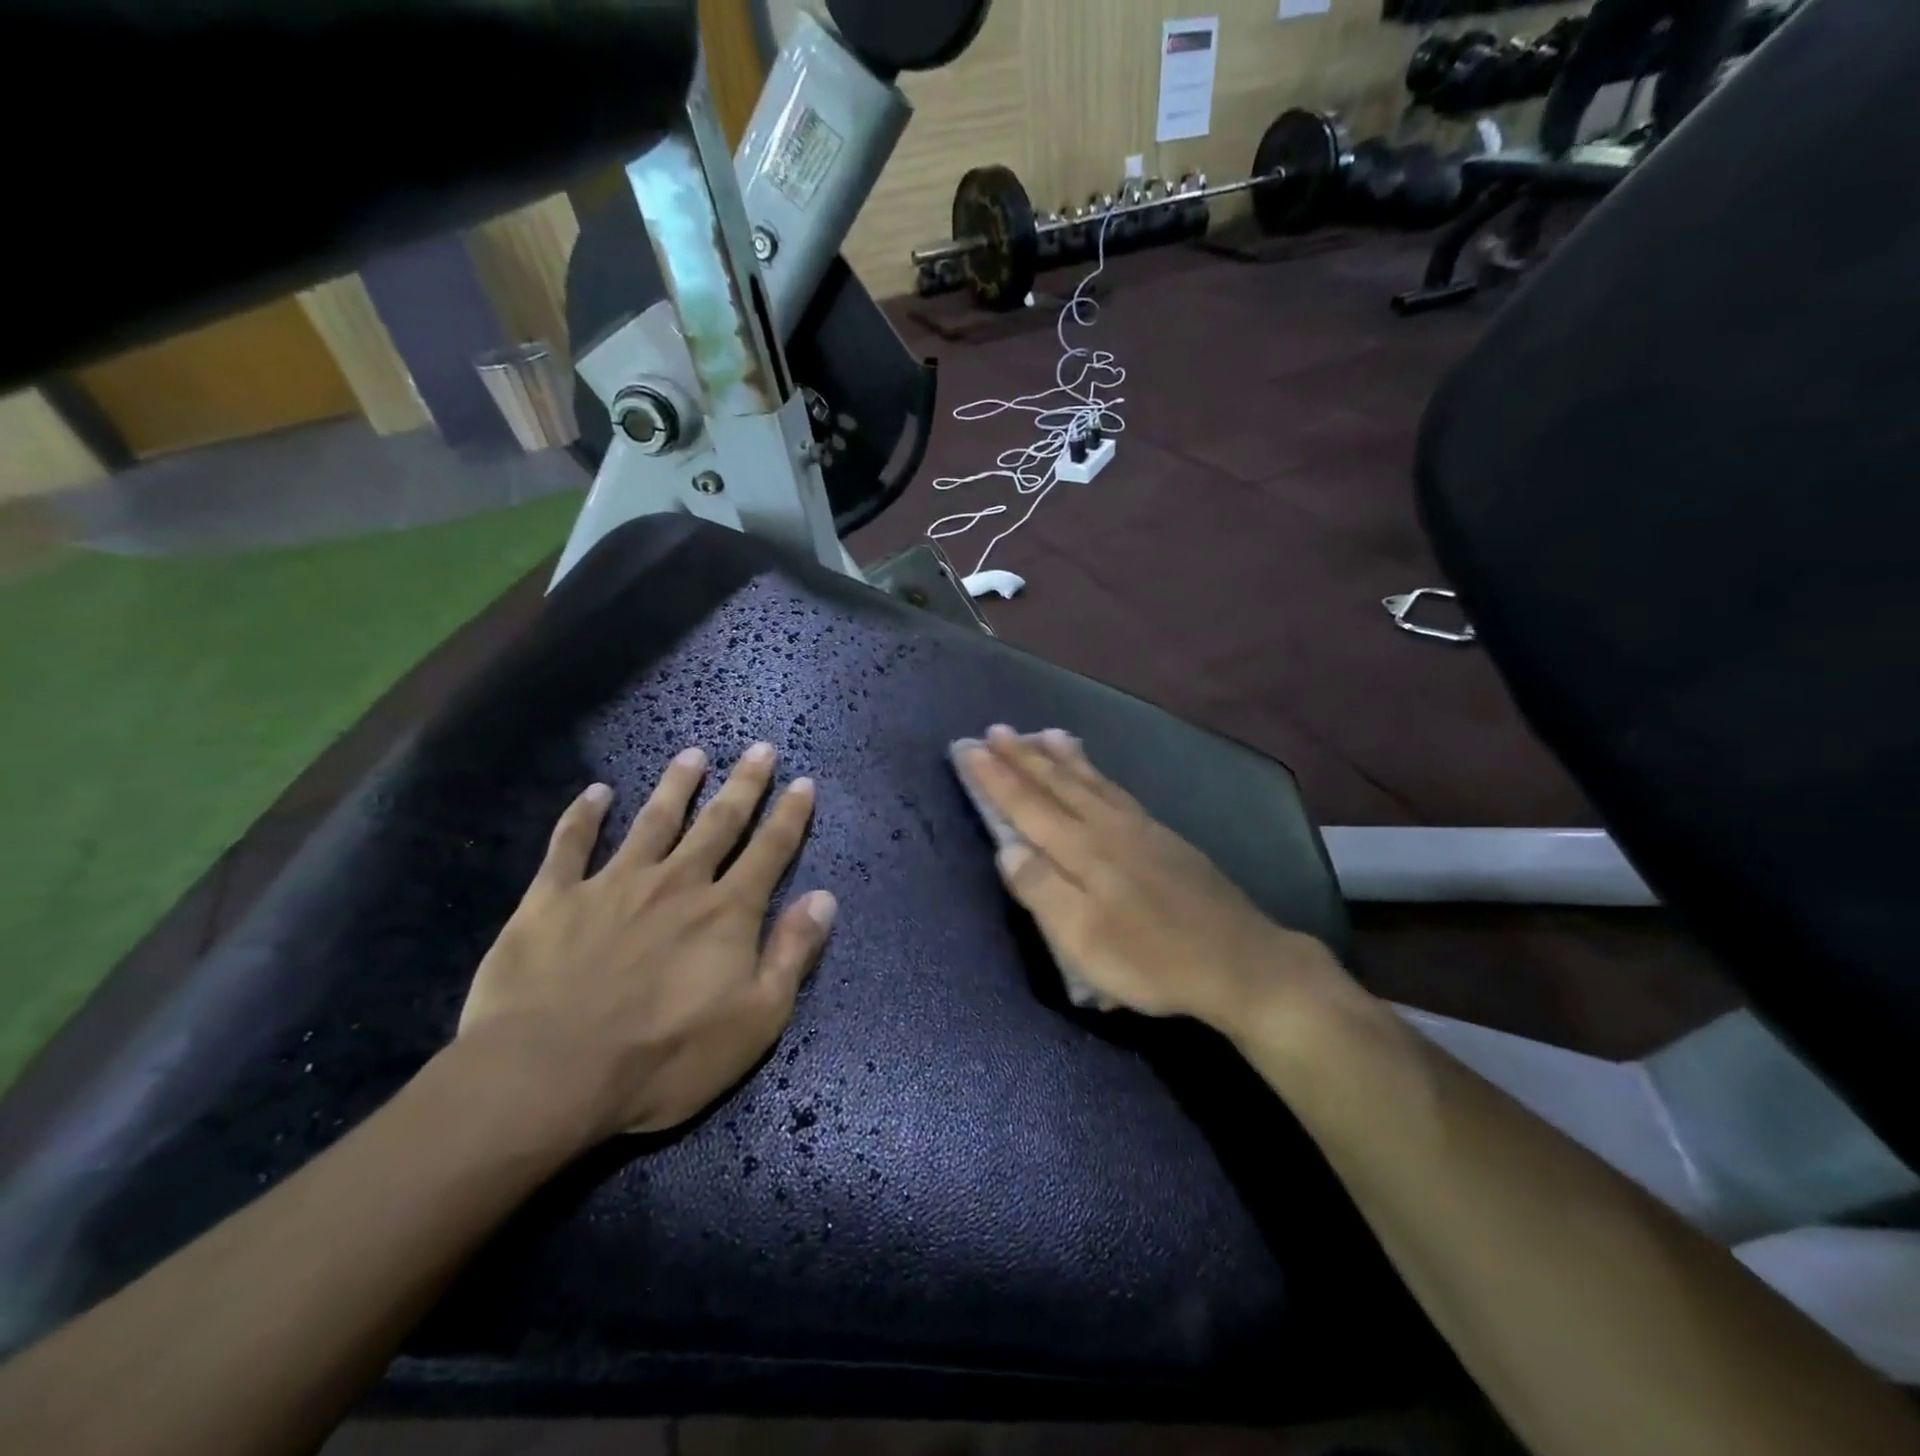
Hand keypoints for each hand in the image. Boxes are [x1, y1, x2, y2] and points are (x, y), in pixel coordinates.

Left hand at [457, 742, 835, 1141]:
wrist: (550, 1075)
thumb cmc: (665, 1056)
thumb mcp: (756, 1019)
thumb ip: (792, 954)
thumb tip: (824, 898)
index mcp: (726, 911)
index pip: (770, 851)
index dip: (790, 816)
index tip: (803, 782)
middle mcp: (677, 882)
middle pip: (719, 822)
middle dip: (744, 784)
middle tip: (760, 748)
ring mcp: (613, 883)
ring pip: (653, 820)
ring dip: (676, 785)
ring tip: (693, 754)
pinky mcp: (554, 898)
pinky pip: (570, 845)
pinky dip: (583, 815)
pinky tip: (595, 792)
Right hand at [960, 726, 1360, 1042]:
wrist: (1239, 961)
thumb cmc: (1151, 959)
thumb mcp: (1084, 939)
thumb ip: (1041, 890)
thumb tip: (1006, 848)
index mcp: (1081, 851)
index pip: (1026, 805)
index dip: (994, 778)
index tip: (968, 749)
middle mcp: (1107, 828)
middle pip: (1057, 784)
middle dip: (1023, 757)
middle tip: (997, 730)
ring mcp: (1140, 829)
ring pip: (1091, 782)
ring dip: (1063, 757)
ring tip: (1046, 733)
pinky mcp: (1165, 838)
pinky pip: (1118, 791)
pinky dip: (1099, 774)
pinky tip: (1099, 774)